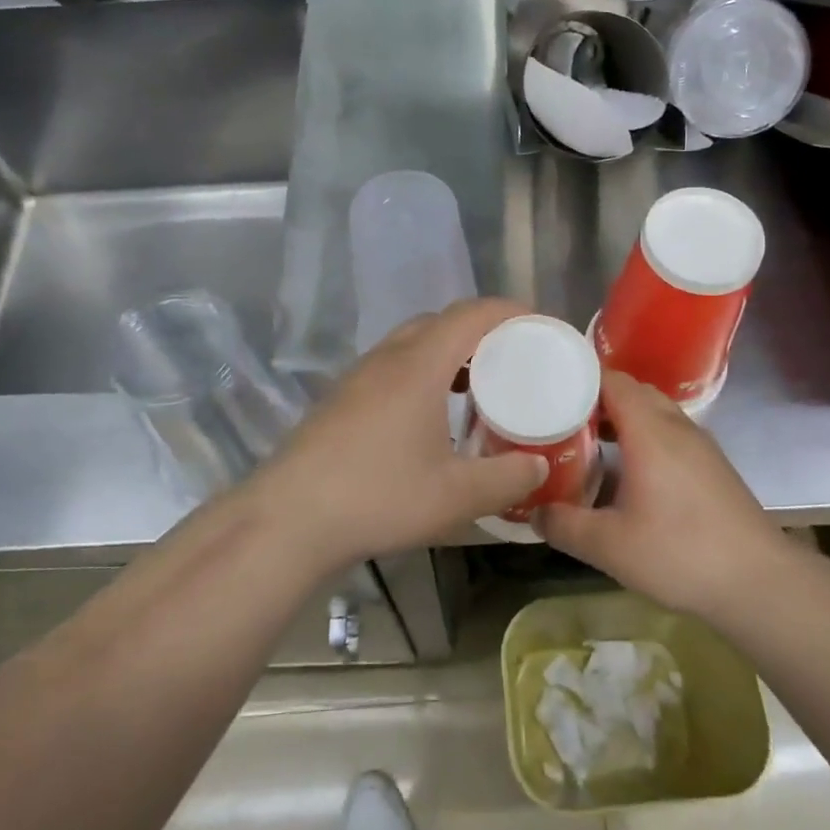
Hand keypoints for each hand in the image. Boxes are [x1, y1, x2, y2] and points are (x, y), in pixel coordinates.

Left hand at [248, 300, 549, 573]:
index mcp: (419, 365)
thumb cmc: (379, 497)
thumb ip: (506, 479)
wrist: (290, 518)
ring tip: (476, 384)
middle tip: (511, 357)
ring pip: (413, 342)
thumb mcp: (456, 496)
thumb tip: (539, 466)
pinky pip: (393, 364)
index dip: (508, 311)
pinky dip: (422, 371)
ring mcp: (359, 376)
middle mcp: (389, 357)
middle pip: (441, 321)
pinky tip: (430, 414)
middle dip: (480, 330)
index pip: (471, 315)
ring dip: (448, 351)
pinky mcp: (342, 397)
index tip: (539, 324)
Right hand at [536, 372, 785, 619]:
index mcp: (649, 430)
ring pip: (654, 411)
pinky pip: (670, 432)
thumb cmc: (679, 553)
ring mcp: (699, 444)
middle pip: (632, 391)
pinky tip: (630, 472)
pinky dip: (644, 436)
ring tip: (590, 443)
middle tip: (562, 419)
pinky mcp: (712, 464)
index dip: (579, 379)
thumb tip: (535, 513)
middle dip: (597, 399)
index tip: (549, 392)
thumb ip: (564, 525)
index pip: (612, 380)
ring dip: (623, 418)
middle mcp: (676, 425)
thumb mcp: (609, 546)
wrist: (758, 581)